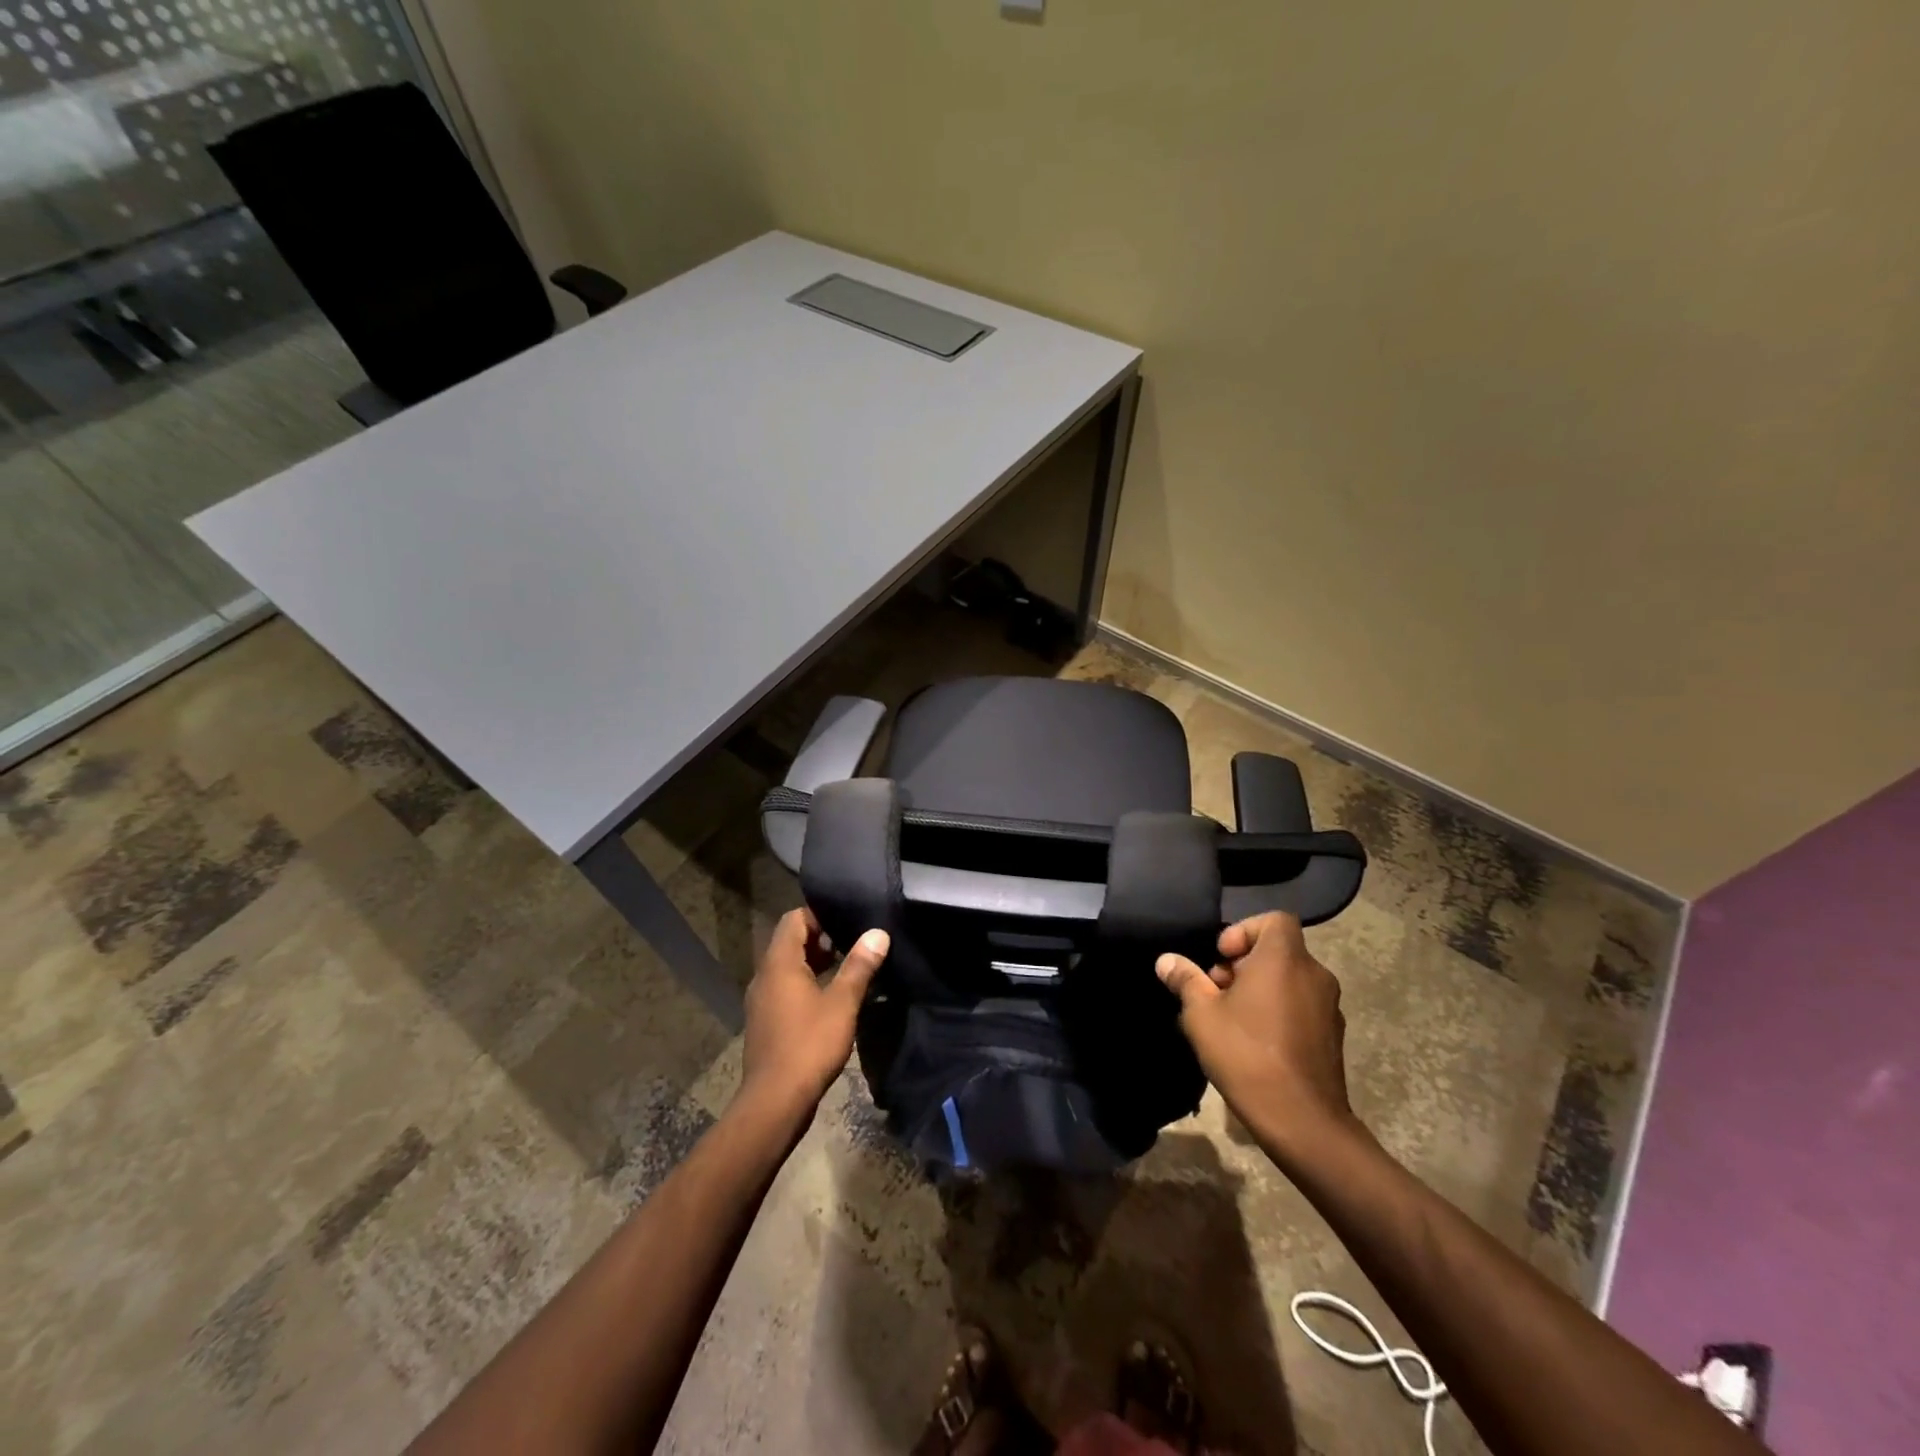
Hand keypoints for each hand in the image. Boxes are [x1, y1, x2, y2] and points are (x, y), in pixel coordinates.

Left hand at [738, 908, 888, 1121]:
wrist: (774, 1102)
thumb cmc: (809, 1045)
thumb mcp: (842, 1003)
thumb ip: (859, 965)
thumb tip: (878, 933)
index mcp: (779, 963)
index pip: (794, 919)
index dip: (820, 915)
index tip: (848, 921)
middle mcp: (764, 976)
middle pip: (790, 942)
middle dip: (821, 939)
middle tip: (853, 943)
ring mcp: (761, 1000)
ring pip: (787, 968)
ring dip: (814, 963)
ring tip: (848, 968)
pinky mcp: (765, 1022)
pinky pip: (785, 989)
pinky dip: (805, 984)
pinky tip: (830, 999)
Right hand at [1155, 912, 1359, 1164]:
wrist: (1302, 1121)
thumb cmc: (1247, 1054)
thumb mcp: (1201, 1014)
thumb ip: (1185, 980)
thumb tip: (1166, 960)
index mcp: (1285, 959)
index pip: (1274, 919)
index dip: (1244, 930)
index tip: (1221, 958)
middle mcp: (1314, 974)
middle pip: (1278, 951)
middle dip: (1244, 964)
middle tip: (1216, 991)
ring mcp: (1329, 1007)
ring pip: (1290, 980)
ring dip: (1261, 989)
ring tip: (1231, 1019)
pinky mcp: (1333, 1036)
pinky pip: (1302, 1006)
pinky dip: (1279, 1011)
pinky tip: (1255, 1042)